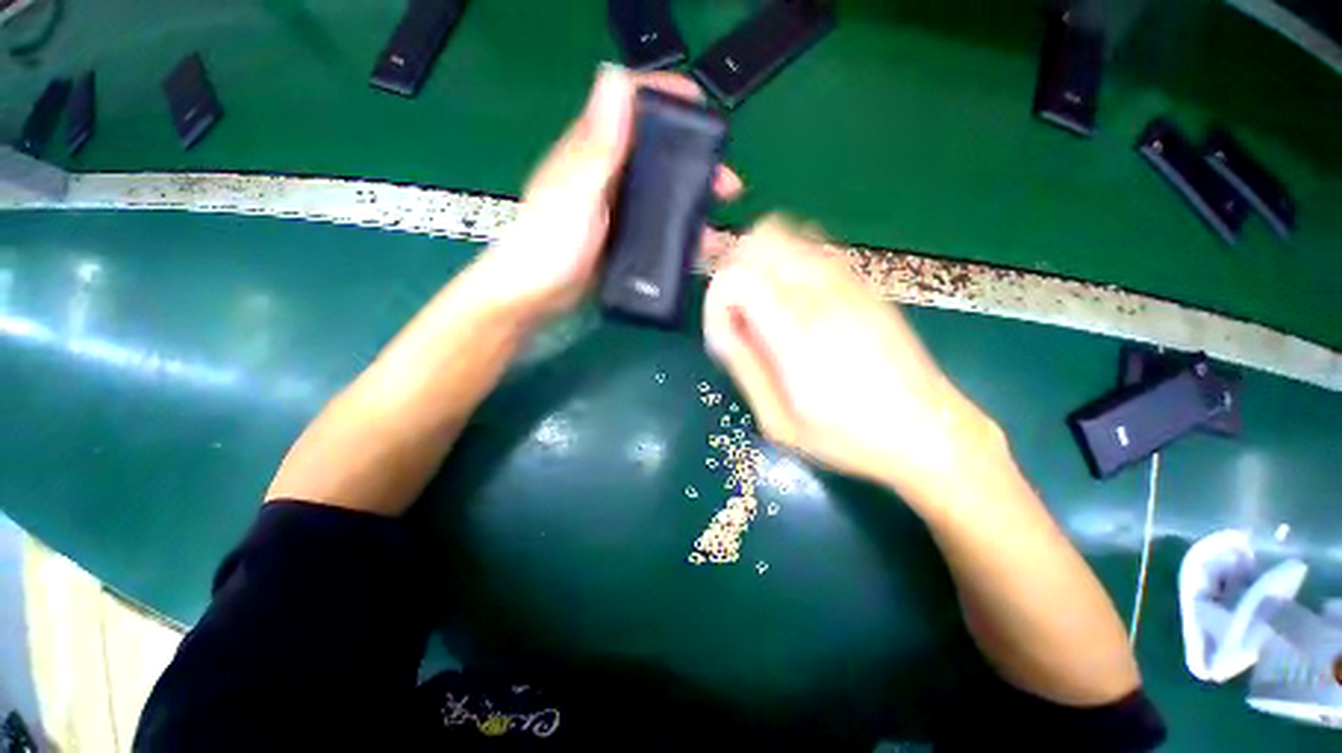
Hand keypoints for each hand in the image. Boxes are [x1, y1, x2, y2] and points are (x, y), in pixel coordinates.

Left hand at [479, 64, 742, 319]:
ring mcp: (620, 209)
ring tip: (722, 221)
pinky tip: (702, 246)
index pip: (630, 107)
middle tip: (727, 184)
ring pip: (665, 193)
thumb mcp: (575, 195)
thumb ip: (597, 147)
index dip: (665, 99)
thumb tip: (615, 77)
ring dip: (696, 202)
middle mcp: (609, 174)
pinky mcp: (626, 238)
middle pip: (659, 153)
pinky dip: (684, 232)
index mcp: (593, 152)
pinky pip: (662, 227)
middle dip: (697, 162)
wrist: (539, 299)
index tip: (703, 110)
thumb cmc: (549, 246)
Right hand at [702, 218, 1003, 503]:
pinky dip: (787, 262)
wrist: (930, 433)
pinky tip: (793, 303)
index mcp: (798, 334)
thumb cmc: (849, 439)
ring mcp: (849, 283)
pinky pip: (812, 248)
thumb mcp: (780, 421)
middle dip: (734, 270)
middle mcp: (823, 294)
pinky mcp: (864, 284)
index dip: (717, 301)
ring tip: (763, 306)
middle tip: (737, 314)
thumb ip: (745, 366)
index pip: (736, 277)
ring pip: (786, 232)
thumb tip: (723, 328)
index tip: (724, 333)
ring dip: (761, 262)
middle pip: (760, 239)